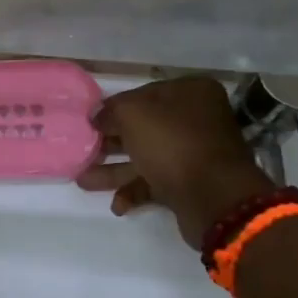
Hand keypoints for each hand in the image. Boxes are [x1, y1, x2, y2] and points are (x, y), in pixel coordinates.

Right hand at [79, 78, 274, 246]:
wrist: (214, 198)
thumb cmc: (173, 144)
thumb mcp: (133, 115)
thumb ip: (110, 111)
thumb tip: (97, 116)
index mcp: (191, 93)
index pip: (143, 94)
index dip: (113, 108)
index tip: (90, 122)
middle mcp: (196, 119)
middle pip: (144, 127)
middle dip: (110, 141)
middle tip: (83, 150)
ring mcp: (194, 153)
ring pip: (146, 156)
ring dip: (114, 169)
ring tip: (83, 180)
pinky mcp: (191, 183)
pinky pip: (156, 182)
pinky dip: (134, 191)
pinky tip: (117, 205)